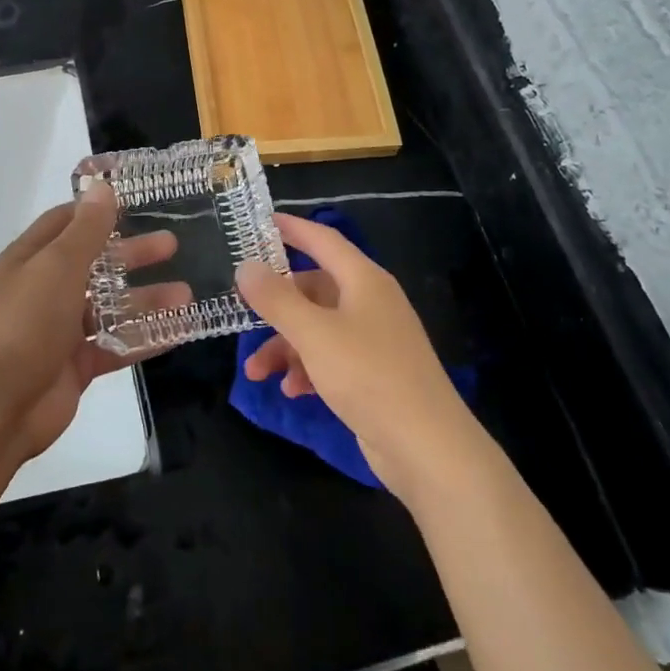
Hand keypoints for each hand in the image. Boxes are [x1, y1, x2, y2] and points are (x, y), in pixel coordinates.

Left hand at [0, 184, 185, 464]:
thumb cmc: (26, 321)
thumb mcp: (58, 265)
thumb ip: (86, 229)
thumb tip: (102, 188)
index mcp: (34, 258)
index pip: (68, 222)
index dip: (99, 211)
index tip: (138, 202)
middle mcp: (47, 289)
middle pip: (96, 264)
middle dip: (133, 254)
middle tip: (173, 245)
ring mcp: (62, 329)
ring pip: (111, 307)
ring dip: (146, 299)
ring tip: (186, 294)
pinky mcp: (78, 364)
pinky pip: (118, 345)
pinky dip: (146, 338)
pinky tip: (180, 330)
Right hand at [236, 212, 479, 499]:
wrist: (427, 447)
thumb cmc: (369, 376)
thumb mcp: (314, 334)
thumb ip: (276, 298)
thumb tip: (246, 266)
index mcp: (363, 280)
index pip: (323, 240)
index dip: (292, 228)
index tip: (259, 223)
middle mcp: (370, 302)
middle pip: (315, 288)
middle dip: (277, 304)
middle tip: (242, 310)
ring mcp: (374, 339)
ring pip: (317, 327)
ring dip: (285, 345)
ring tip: (256, 372)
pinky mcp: (374, 374)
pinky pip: (330, 358)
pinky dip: (307, 369)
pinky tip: (291, 391)